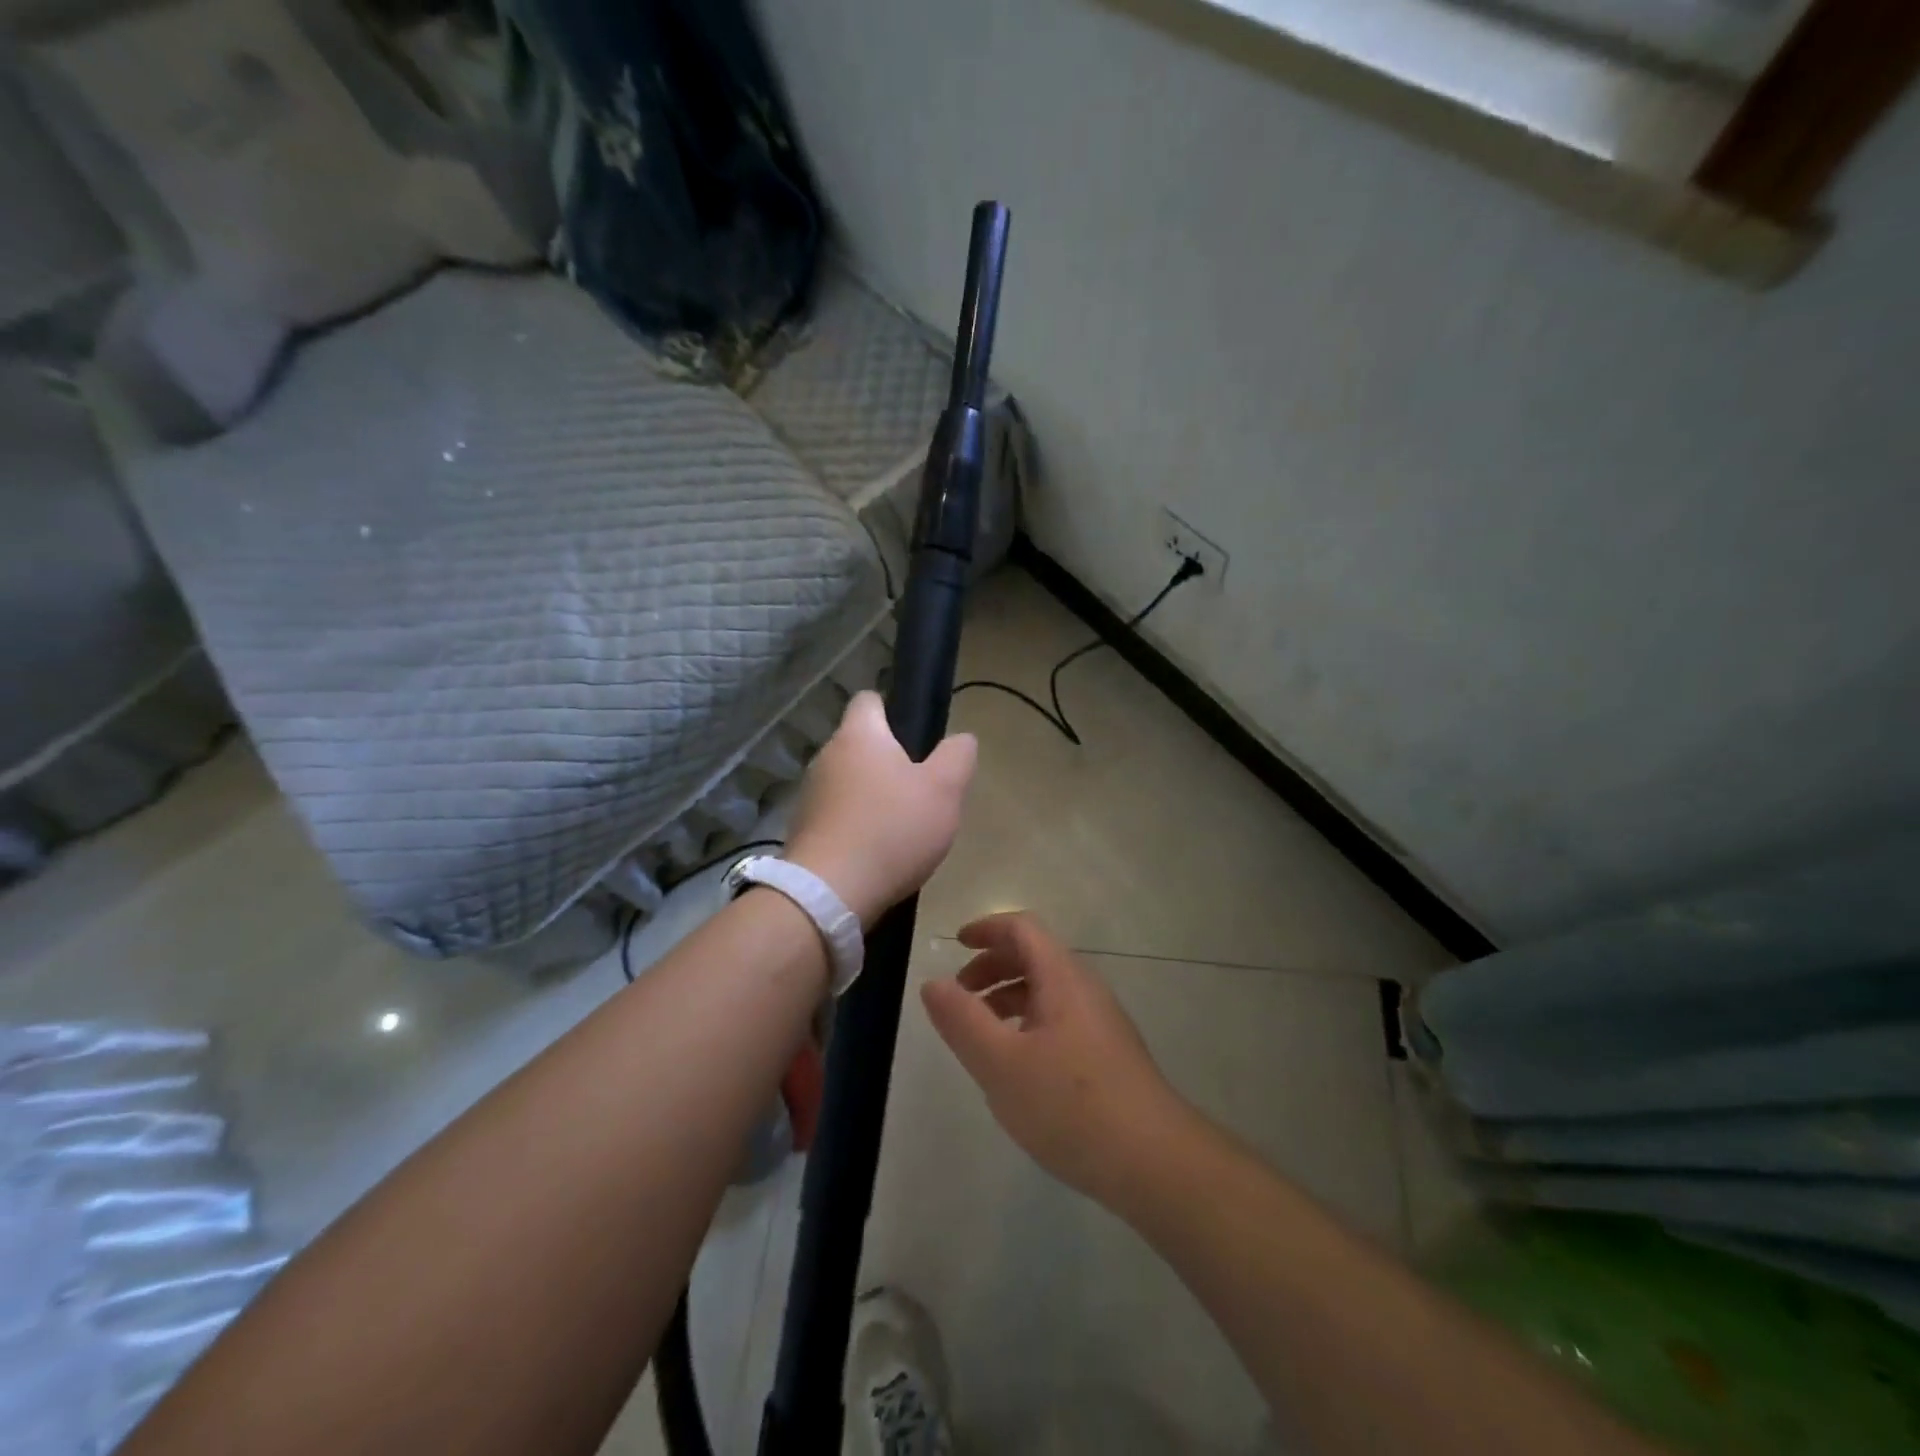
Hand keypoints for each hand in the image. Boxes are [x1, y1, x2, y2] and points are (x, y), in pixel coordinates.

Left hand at [785, 691, 976, 926]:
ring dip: (871, 796)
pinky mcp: (803, 829)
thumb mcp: (944, 790)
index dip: (893, 710)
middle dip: (888, 761)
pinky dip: (856, 825)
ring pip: (848, 781)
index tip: (917, 737)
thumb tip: (961, 738)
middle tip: (921, 790)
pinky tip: (876, 852)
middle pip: (860, 744)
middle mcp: (826, 756)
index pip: (869, 699)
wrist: (829, 892)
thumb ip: (958, 756)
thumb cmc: (892, 830)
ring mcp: (810, 794)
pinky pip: (837, 815)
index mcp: (859, 735)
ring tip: (901, 827)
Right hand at [921, 912, 1193, 1204]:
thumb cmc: (1070, 1106)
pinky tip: (1017, 1065)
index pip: (1022, 929)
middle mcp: (1084, 989)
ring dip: (1009, 996)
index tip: (955, 944)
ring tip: (981, 1032)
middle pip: (1035, 955)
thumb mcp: (1001, 1064)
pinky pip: (1060, 1018)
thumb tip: (933, 983)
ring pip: (1047, 990)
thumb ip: (962, 1021)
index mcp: (1062, 978)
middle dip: (993, 965)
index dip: (987, 928)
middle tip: (960, 994)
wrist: (1154, 1161)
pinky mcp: (1108, 1053)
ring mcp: (1101, 1022)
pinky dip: (1028, 1022)